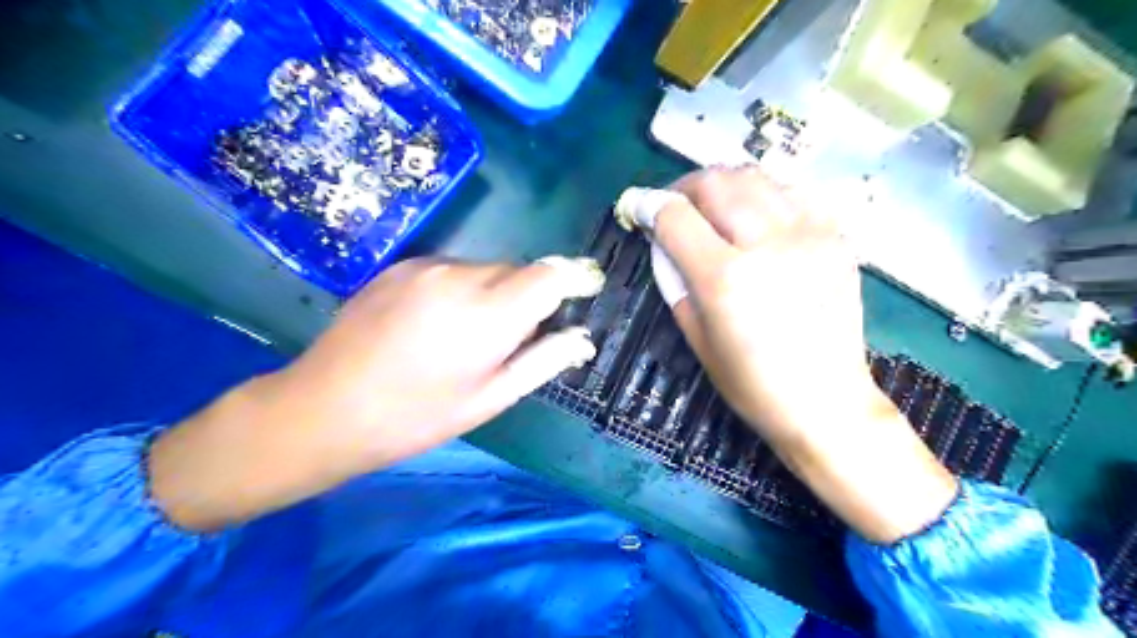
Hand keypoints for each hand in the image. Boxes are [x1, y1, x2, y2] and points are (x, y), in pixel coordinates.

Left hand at [150, 257, 602, 529]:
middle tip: (511, 338)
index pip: (550, 274)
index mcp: (487, 315)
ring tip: (467, 336)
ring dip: (495, 293)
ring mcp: (426, 266)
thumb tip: (582, 338)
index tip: (587, 288)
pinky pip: (453, 269)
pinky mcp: (401, 265)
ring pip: (486, 269)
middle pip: (519, 271)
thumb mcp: (489, 399)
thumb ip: (543, 361)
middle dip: (529, 296)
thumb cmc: (415, 417)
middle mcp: (460, 276)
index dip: (575, 278)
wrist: (323, 408)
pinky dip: (463, 289)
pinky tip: (437, 324)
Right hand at [653, 167, 950, 541]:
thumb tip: (661, 237)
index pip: (675, 216)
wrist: (825, 401)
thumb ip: (673, 277)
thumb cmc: (750, 382)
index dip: (647, 204)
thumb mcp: (694, 335)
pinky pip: (792, 191)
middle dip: (683, 187)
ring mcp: (810, 235)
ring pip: (754, 176)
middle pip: (715, 182)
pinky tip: (756, 216)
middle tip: (674, 206)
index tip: (636, 205)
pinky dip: (764, 194)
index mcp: (725, 279)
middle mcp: (768, 245)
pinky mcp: (837, 237)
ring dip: (723, 185)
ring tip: (712, 208)